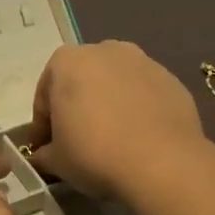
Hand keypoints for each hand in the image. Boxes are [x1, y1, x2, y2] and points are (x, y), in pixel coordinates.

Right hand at [28, 41, 207, 199]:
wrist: (163, 164)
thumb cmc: (95, 153)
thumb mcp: (56, 160)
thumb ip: (44, 153)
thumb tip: (43, 156)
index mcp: (67, 61)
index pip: (45, 94)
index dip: (44, 124)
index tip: (48, 148)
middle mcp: (104, 50)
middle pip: (82, 80)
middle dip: (78, 106)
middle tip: (79, 141)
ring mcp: (142, 62)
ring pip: (116, 84)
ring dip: (110, 104)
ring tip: (114, 139)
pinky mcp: (171, 80)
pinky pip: (145, 95)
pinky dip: (139, 110)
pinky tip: (140, 139)